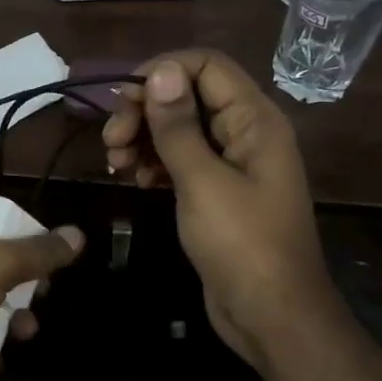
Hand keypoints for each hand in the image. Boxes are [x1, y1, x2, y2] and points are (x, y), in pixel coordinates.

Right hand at [102, 49, 338, 367]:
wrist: (270, 315)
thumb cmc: (241, 244)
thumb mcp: (202, 181)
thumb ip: (177, 126)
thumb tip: (159, 70)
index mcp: (254, 120)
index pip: (206, 66)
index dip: (162, 71)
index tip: (122, 98)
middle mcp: (244, 133)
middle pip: (188, 96)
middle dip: (145, 111)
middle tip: (111, 140)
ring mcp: (231, 164)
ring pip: (179, 129)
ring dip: (143, 138)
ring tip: (115, 163)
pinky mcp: (216, 191)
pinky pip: (180, 160)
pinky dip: (154, 163)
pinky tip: (134, 180)